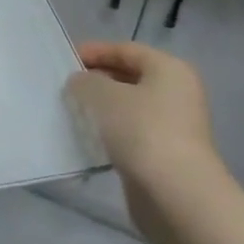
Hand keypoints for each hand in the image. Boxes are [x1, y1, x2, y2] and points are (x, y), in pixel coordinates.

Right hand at [64, 41, 221, 188]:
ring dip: (101, 108)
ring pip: (129, 108)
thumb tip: (81, 83)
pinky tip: (87, 138)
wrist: (174, 193)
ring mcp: (174, 126)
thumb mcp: (102, 95)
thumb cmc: (141, 130)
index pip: (127, 50)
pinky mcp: (165, 154)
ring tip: (71, 111)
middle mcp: (177, 94)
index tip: (65, 60)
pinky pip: (131, 133)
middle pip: (130, 78)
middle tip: (65, 87)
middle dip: (97, 80)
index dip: (95, 51)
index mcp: (170, 70)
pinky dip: (109, 132)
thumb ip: (85, 81)